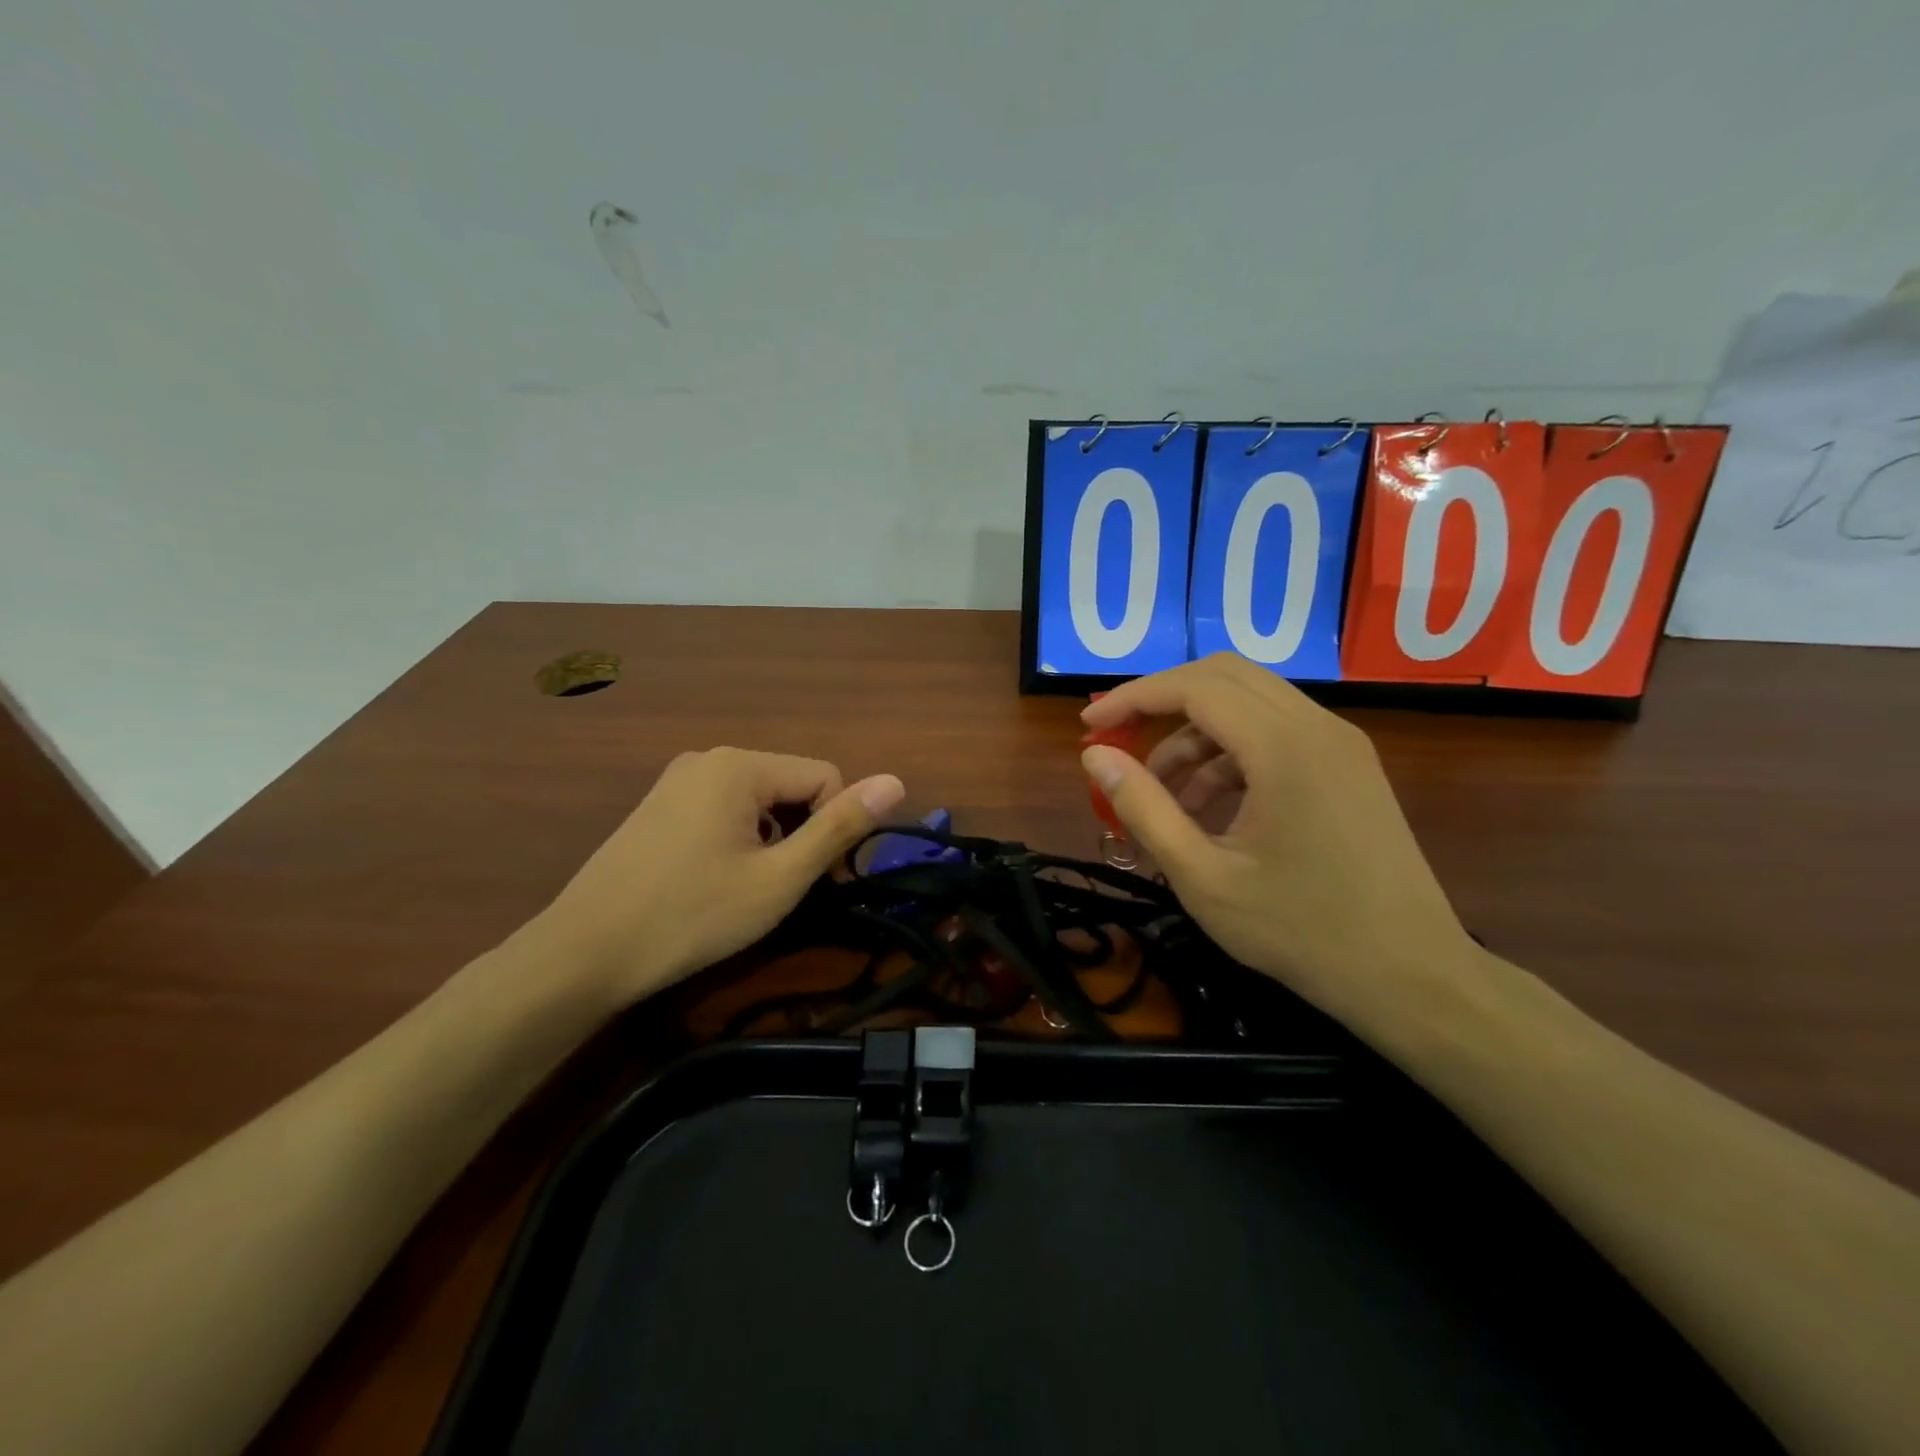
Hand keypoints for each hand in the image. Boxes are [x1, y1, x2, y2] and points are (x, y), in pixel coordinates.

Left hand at [539, 748, 905, 1007]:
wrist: (583, 954)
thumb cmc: (692, 916)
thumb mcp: (780, 878)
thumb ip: (840, 828)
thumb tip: (896, 781)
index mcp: (739, 765)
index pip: (825, 777)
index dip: (833, 829)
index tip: (817, 882)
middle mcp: (709, 759)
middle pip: (791, 785)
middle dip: (801, 832)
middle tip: (781, 889)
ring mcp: (678, 780)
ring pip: (759, 800)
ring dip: (771, 839)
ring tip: (747, 889)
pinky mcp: (659, 805)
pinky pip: (724, 809)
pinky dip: (739, 839)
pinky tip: (715, 880)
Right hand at [1080, 654, 1478, 1032]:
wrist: (1412, 977)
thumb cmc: (1300, 932)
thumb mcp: (1202, 877)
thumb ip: (1143, 808)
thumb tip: (1095, 758)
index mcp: (1284, 747)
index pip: (1194, 687)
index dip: (1133, 698)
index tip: (1089, 726)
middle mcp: (1318, 726)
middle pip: (1223, 676)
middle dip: (1161, 702)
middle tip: (1117, 741)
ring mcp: (1340, 744)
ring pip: (1249, 703)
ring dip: (1194, 735)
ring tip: (1159, 795)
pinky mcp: (1348, 765)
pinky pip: (1276, 733)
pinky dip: (1229, 754)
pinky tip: (1206, 808)